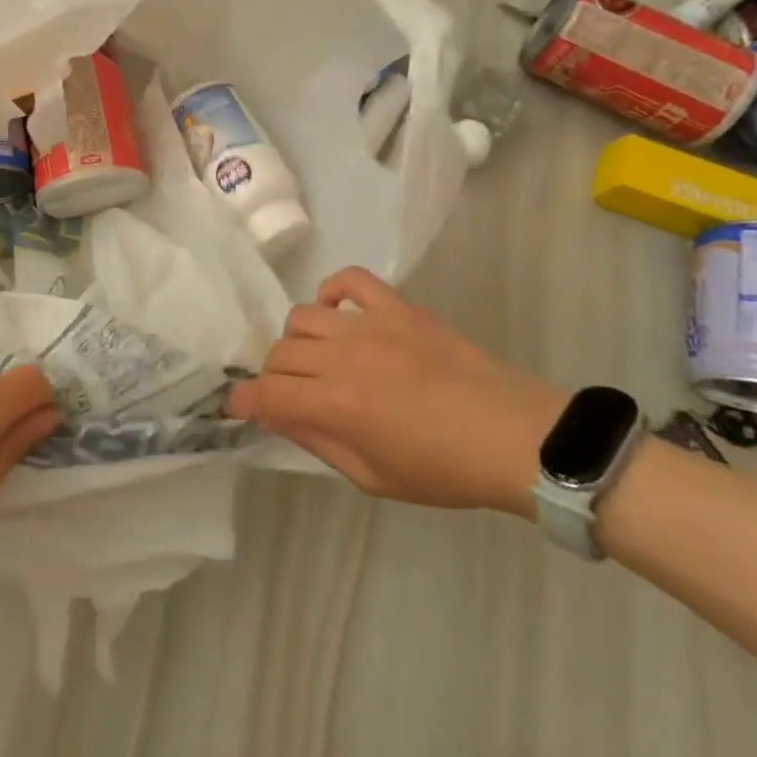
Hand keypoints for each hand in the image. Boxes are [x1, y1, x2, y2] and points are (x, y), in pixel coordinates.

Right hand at [229, 267, 562, 516]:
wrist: (516, 437)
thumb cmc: (444, 470)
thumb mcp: (373, 477)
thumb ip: (317, 442)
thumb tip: (277, 416)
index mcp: (336, 406)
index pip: (266, 394)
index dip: (243, 401)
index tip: (240, 406)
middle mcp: (343, 358)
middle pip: (278, 354)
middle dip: (272, 377)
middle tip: (291, 393)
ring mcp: (371, 326)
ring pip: (303, 316)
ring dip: (298, 341)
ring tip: (318, 359)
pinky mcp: (398, 307)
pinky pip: (350, 279)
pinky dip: (334, 291)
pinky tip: (340, 314)